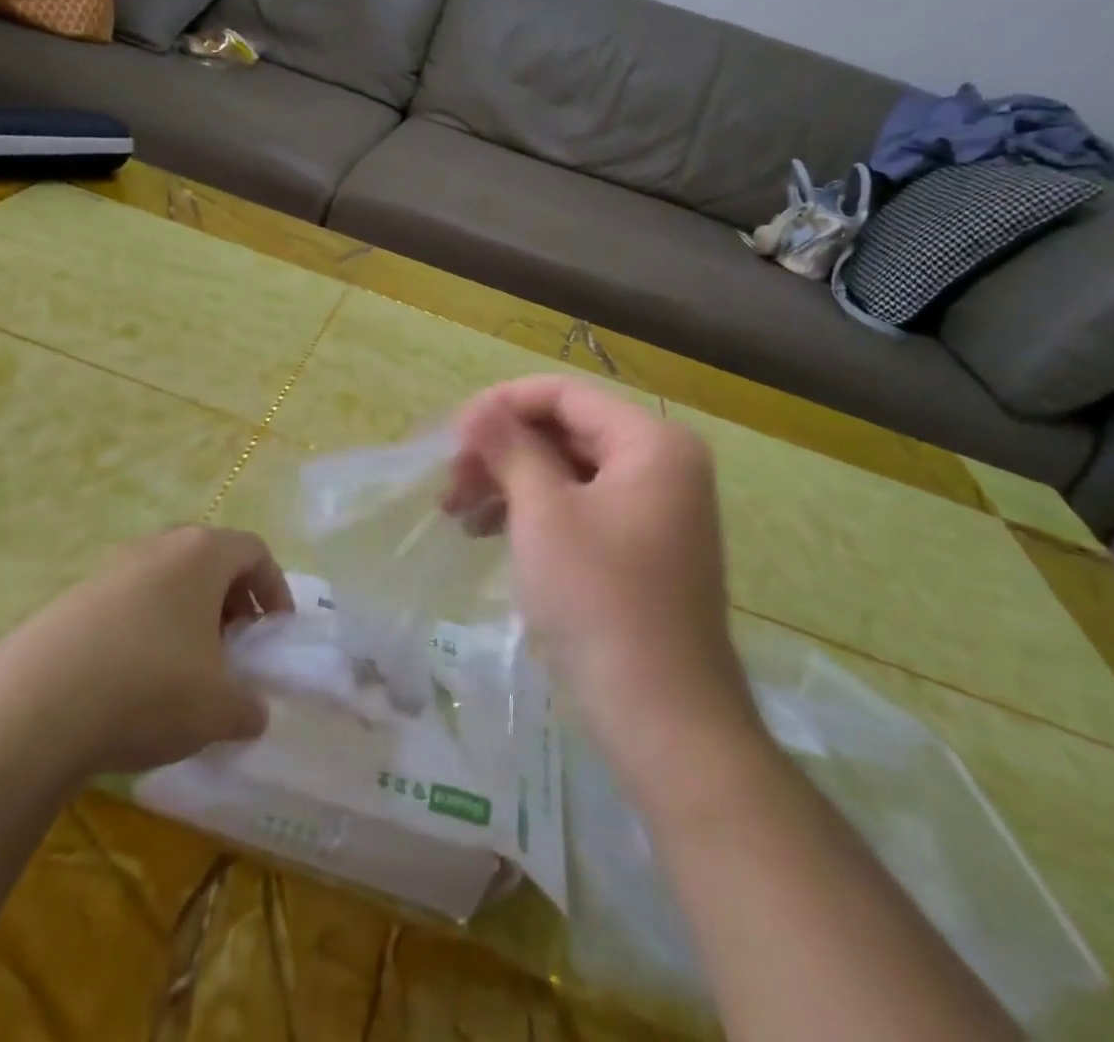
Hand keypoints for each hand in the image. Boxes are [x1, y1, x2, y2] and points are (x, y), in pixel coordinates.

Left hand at [12, 526, 293, 774]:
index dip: (274, 589)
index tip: (274, 631)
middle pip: (209, 560)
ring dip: (186, 616)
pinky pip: (128, 602)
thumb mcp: (218, 710)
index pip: (255, 551)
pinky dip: (146, 629)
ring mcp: (111, 568)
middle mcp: (158, 546)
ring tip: (186, 668)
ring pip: (166, 580)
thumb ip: (248, 708)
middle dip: (229, 601)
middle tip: (234, 647)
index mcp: (202, 553)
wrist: (32, 706)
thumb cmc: (149, 687)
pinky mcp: (73, 597)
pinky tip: (134, 679)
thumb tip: (252, 713)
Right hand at [448, 376, 758, 782]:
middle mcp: (660, 463)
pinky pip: (579, 506)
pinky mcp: (639, 545)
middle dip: (502, 450)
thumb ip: (511, 449)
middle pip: (566, 430)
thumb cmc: (601, 600)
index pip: (564, 394)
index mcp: (651, 442)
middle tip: (449, 480)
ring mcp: (654, 507)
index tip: (452, 434)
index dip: (502, 404)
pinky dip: (534, 512)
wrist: (664, 718)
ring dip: (510, 482)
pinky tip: (487, 532)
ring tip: (456, 510)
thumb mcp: (544, 514)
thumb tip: (478, 409)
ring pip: (567, 470)